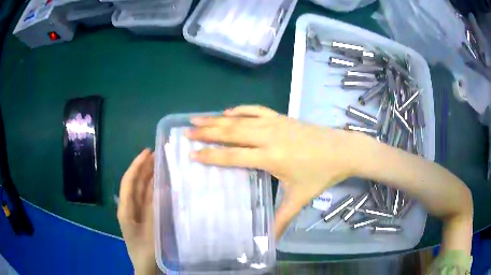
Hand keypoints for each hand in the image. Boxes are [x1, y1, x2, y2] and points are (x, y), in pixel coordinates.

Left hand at [117, 149, 156, 274]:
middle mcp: (129, 207)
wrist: (147, 268)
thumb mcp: (150, 232)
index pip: (129, 181)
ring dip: (150, 175)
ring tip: (160, 162)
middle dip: (144, 167)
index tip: (147, 151)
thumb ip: (154, 210)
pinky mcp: (144, 216)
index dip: (137, 165)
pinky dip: (154, 189)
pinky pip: (148, 199)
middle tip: (158, 153)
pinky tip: (163, 182)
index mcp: (125, 209)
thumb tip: (162, 187)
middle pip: (135, 182)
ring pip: (142, 189)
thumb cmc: (146, 252)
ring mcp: (137, 211)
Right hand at [185, 105, 361, 237]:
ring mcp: (275, 123)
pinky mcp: (282, 117)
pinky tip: (228, 111)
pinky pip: (256, 110)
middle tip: (186, 132)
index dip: (211, 155)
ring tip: (197, 118)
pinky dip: (240, 109)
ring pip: (240, 119)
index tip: (192, 154)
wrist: (342, 150)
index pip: (233, 156)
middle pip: (231, 133)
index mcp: (270, 157)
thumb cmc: (321, 174)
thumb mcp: (300, 198)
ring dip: (217, 118)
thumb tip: (271, 240)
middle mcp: (268, 137)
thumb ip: (283, 219)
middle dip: (206, 132)